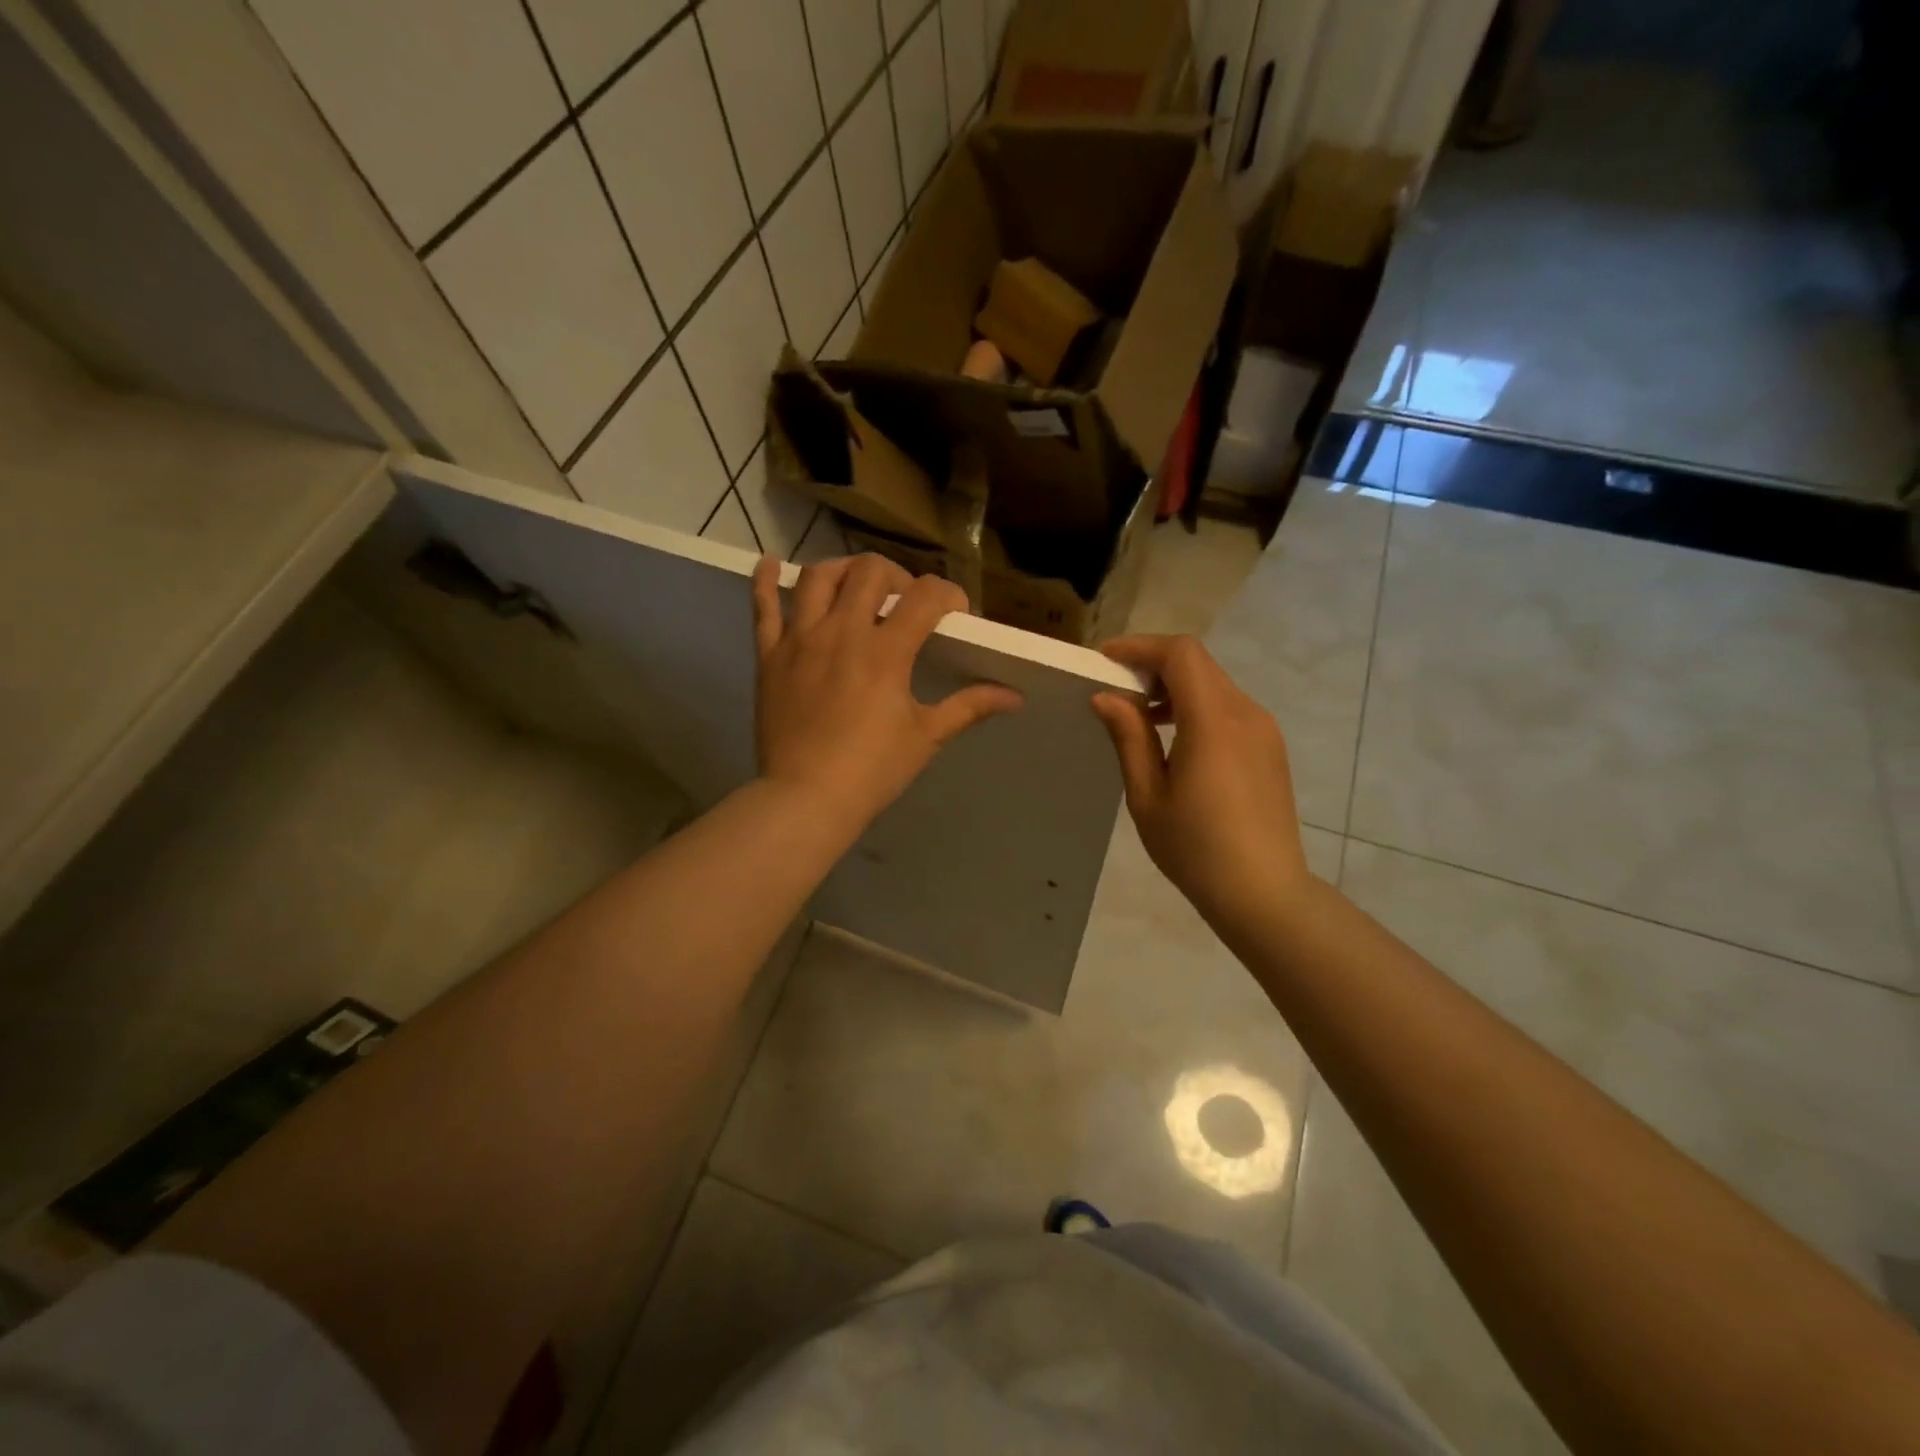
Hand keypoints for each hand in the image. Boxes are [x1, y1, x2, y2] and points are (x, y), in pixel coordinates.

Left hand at [752, 555, 1022, 831]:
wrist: (806, 799)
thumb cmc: (872, 770)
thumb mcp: (926, 736)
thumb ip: (969, 706)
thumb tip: (1015, 697)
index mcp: (885, 652)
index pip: (925, 597)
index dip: (948, 595)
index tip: (954, 612)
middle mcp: (842, 632)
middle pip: (869, 571)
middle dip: (897, 576)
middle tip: (904, 602)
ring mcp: (800, 640)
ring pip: (818, 577)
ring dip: (842, 570)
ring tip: (855, 586)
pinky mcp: (770, 655)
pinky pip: (763, 608)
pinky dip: (765, 581)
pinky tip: (770, 563)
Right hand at [1090, 635, 1314, 934]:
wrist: (1263, 893)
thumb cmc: (1196, 849)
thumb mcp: (1148, 796)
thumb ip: (1129, 738)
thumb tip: (1106, 697)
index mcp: (1214, 722)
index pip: (1180, 655)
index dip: (1140, 647)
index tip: (1105, 660)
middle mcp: (1245, 713)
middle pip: (1198, 663)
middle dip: (1154, 664)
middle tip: (1116, 687)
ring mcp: (1263, 729)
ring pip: (1214, 683)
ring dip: (1175, 686)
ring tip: (1140, 717)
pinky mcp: (1269, 747)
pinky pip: (1228, 707)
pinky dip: (1196, 706)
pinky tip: (1175, 740)